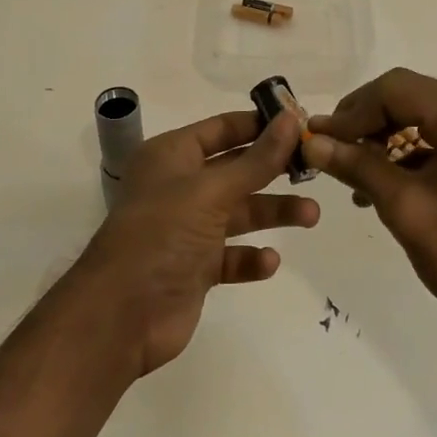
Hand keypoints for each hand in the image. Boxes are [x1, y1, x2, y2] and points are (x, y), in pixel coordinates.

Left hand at [81, 110, 318, 375]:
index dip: (260, 124)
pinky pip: (232, 256)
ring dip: (273, 213)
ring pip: (240, 213)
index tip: (301, 123)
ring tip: (311, 216)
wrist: (121, 316)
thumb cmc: (162, 234)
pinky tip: (269, 262)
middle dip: (274, 170)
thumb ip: (257, 159)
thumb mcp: (212, 190)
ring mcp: (188, 229)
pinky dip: (251, 258)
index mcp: (173, 156)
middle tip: (315, 168)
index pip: (223, 128)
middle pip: (236, 169)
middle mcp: (180, 187)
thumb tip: (292, 120)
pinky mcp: (195, 267)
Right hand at [305, 68, 436, 341]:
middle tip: (327, 147)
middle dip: (363, 120)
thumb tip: (313, 142)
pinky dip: (398, 156)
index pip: (398, 89)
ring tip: (346, 170)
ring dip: (378, 139)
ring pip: (414, 118)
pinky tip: (373, 185)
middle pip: (406, 97)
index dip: (354, 111)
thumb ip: (358, 167)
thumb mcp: (406, 208)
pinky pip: (428, 140)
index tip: (319, 138)